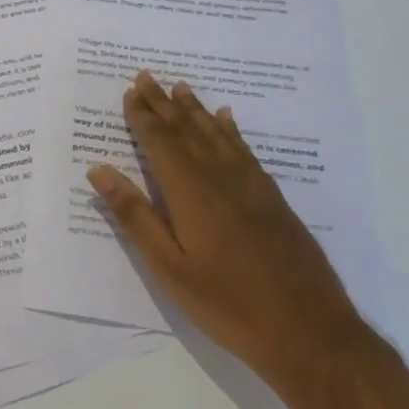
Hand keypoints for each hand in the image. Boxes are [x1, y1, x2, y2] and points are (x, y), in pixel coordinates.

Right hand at [86, 71, 365, 387]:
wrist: (310, 333)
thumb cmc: (228, 304)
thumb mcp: (169, 267)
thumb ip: (135, 216)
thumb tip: (99, 170)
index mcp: (191, 193)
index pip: (161, 142)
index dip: (143, 116)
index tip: (130, 92)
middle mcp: (221, 178)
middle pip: (187, 130)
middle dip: (164, 103)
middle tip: (147, 76)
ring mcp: (252, 187)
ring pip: (217, 135)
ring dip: (195, 109)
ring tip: (181, 87)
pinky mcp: (273, 199)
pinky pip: (245, 151)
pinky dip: (231, 130)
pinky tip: (226, 119)